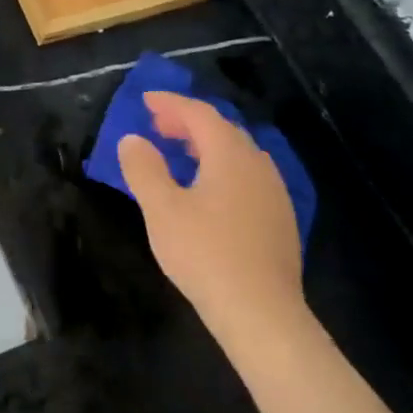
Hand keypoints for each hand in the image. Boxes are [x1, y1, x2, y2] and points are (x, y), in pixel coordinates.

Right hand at [117, 91, 304, 342]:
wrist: (261, 312)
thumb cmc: (205, 254)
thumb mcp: (162, 209)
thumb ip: (144, 169)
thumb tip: (133, 139)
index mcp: (230, 156)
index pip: (199, 114)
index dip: (171, 103)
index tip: (145, 100)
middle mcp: (258, 165)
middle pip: (222, 129)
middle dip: (188, 122)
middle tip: (157, 125)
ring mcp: (274, 192)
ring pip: (238, 153)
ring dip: (206, 145)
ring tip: (179, 153)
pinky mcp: (279, 218)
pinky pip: (247, 175)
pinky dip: (221, 167)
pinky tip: (208, 190)